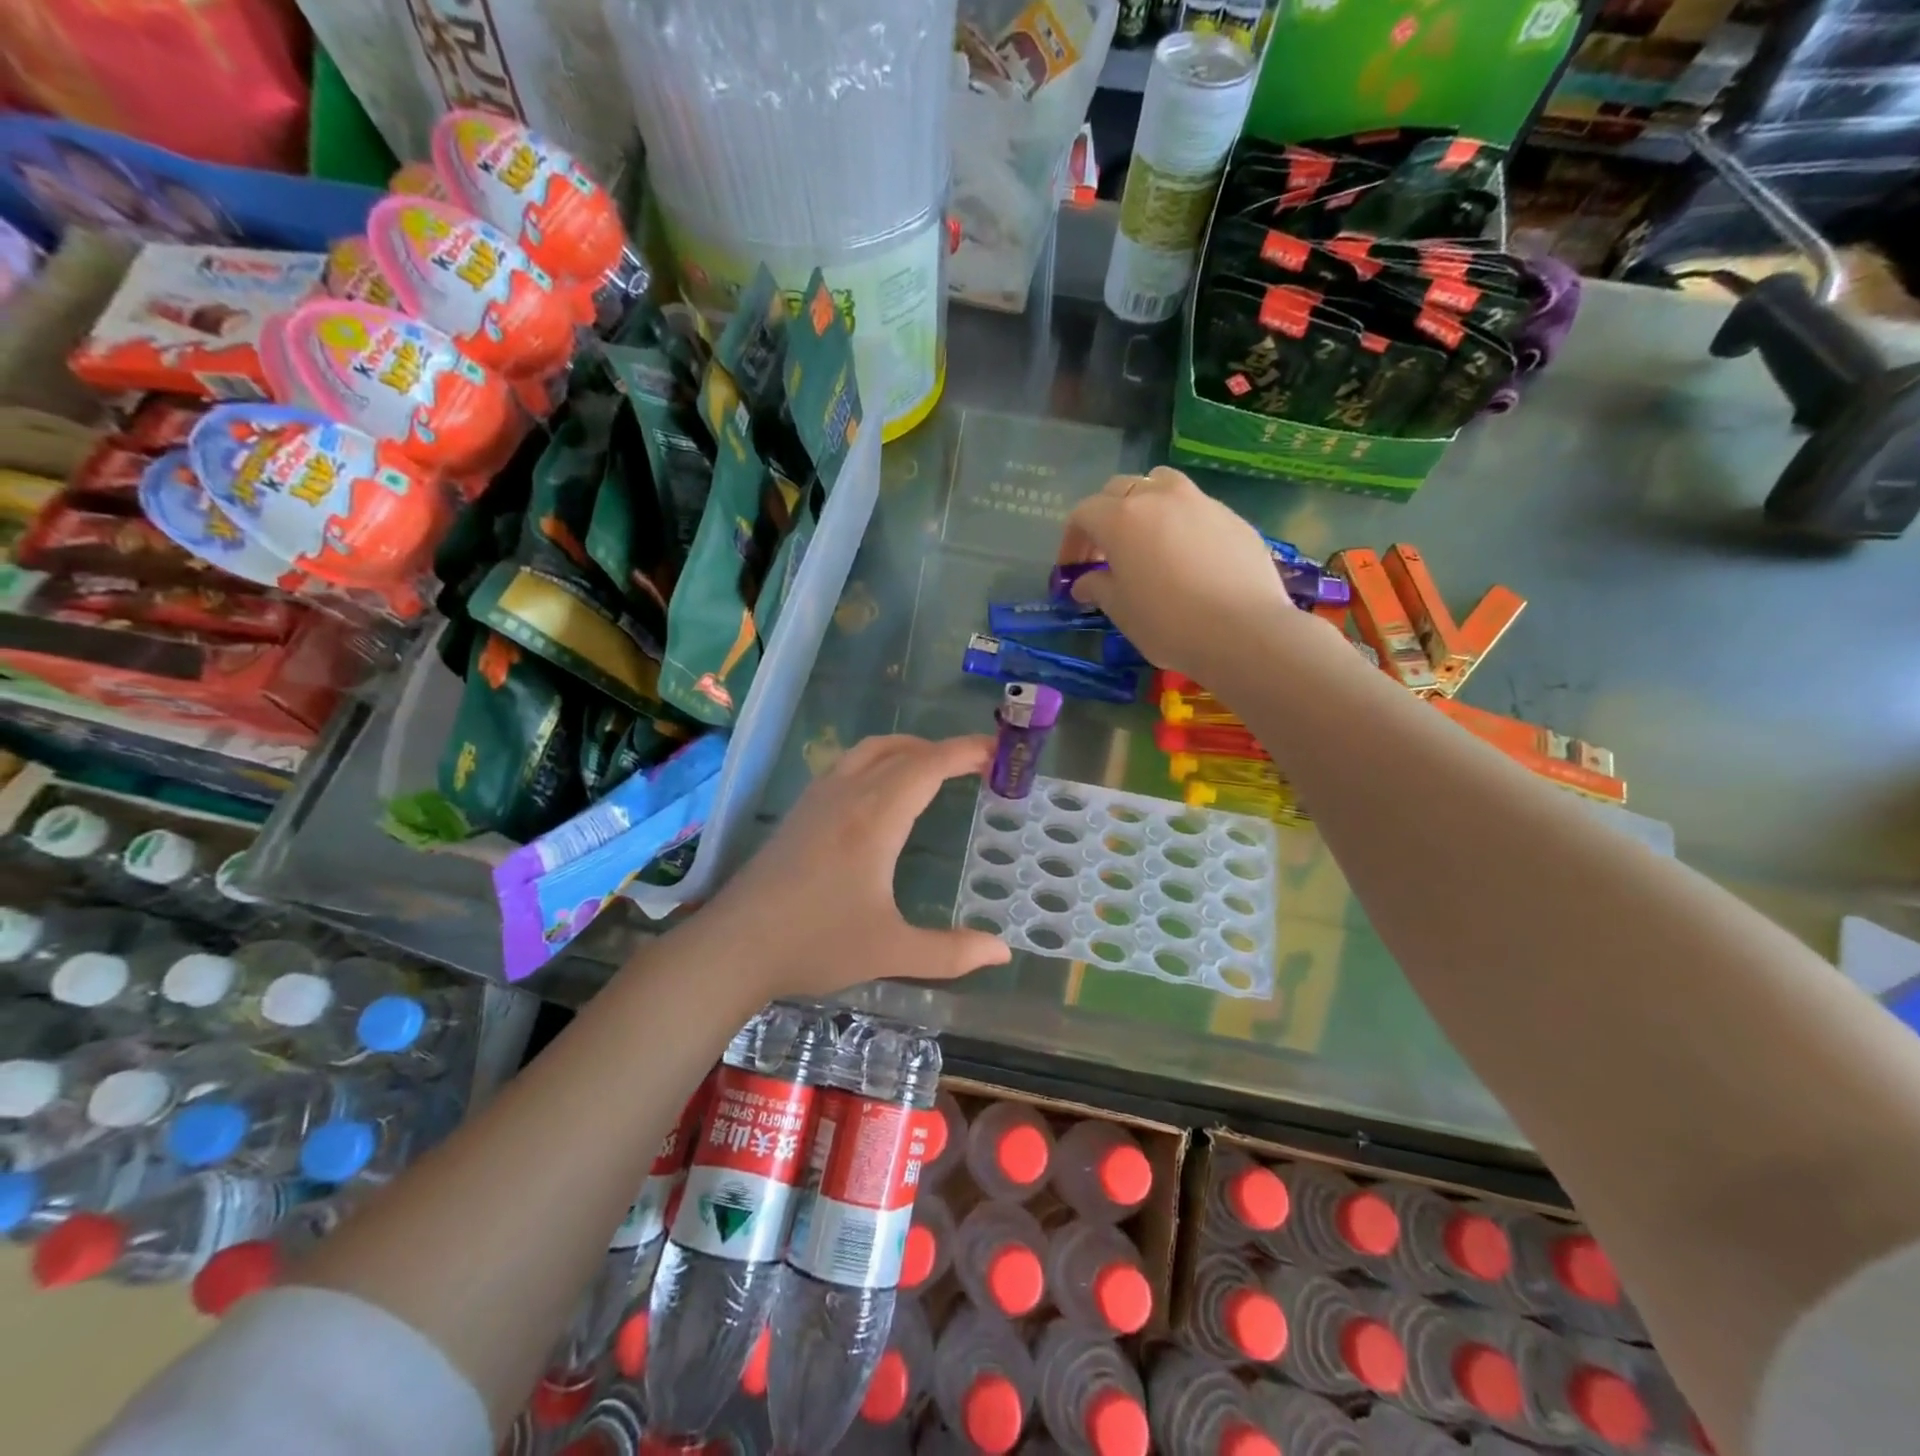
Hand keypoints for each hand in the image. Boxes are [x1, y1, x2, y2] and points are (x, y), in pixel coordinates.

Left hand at [695, 735, 1011, 1000]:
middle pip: (900, 750)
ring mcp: (817, 799)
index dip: (965, 751)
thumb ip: (950, 952)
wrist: (734, 946)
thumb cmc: (815, 944)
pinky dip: (878, 761)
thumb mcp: (890, 952)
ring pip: (868, 751)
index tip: (996, 750)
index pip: (928, 766)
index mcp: (875, 818)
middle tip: (976, 764)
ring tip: (934, 769)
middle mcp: (847, 795)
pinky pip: (846, 766)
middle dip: (941, 749)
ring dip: (907, 750)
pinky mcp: (799, 812)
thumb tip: (1002, 952)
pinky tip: (882, 792)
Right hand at [1059, 467, 1300, 684]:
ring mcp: (1199, 501)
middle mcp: (1158, 497)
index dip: (1072, 540)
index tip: (1072, 568)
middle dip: (1105, 517)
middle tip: (1105, 554)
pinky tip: (1187, 557)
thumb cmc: (1168, 623)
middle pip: (1119, 490)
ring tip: (1147, 540)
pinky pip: (1195, 507)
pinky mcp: (1232, 516)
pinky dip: (1180, 522)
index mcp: (1121, 518)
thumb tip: (1084, 582)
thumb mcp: (1122, 611)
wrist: (1243, 630)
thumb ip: (1098, 588)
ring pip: (1161, 484)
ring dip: (1145, 505)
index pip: (1083, 513)